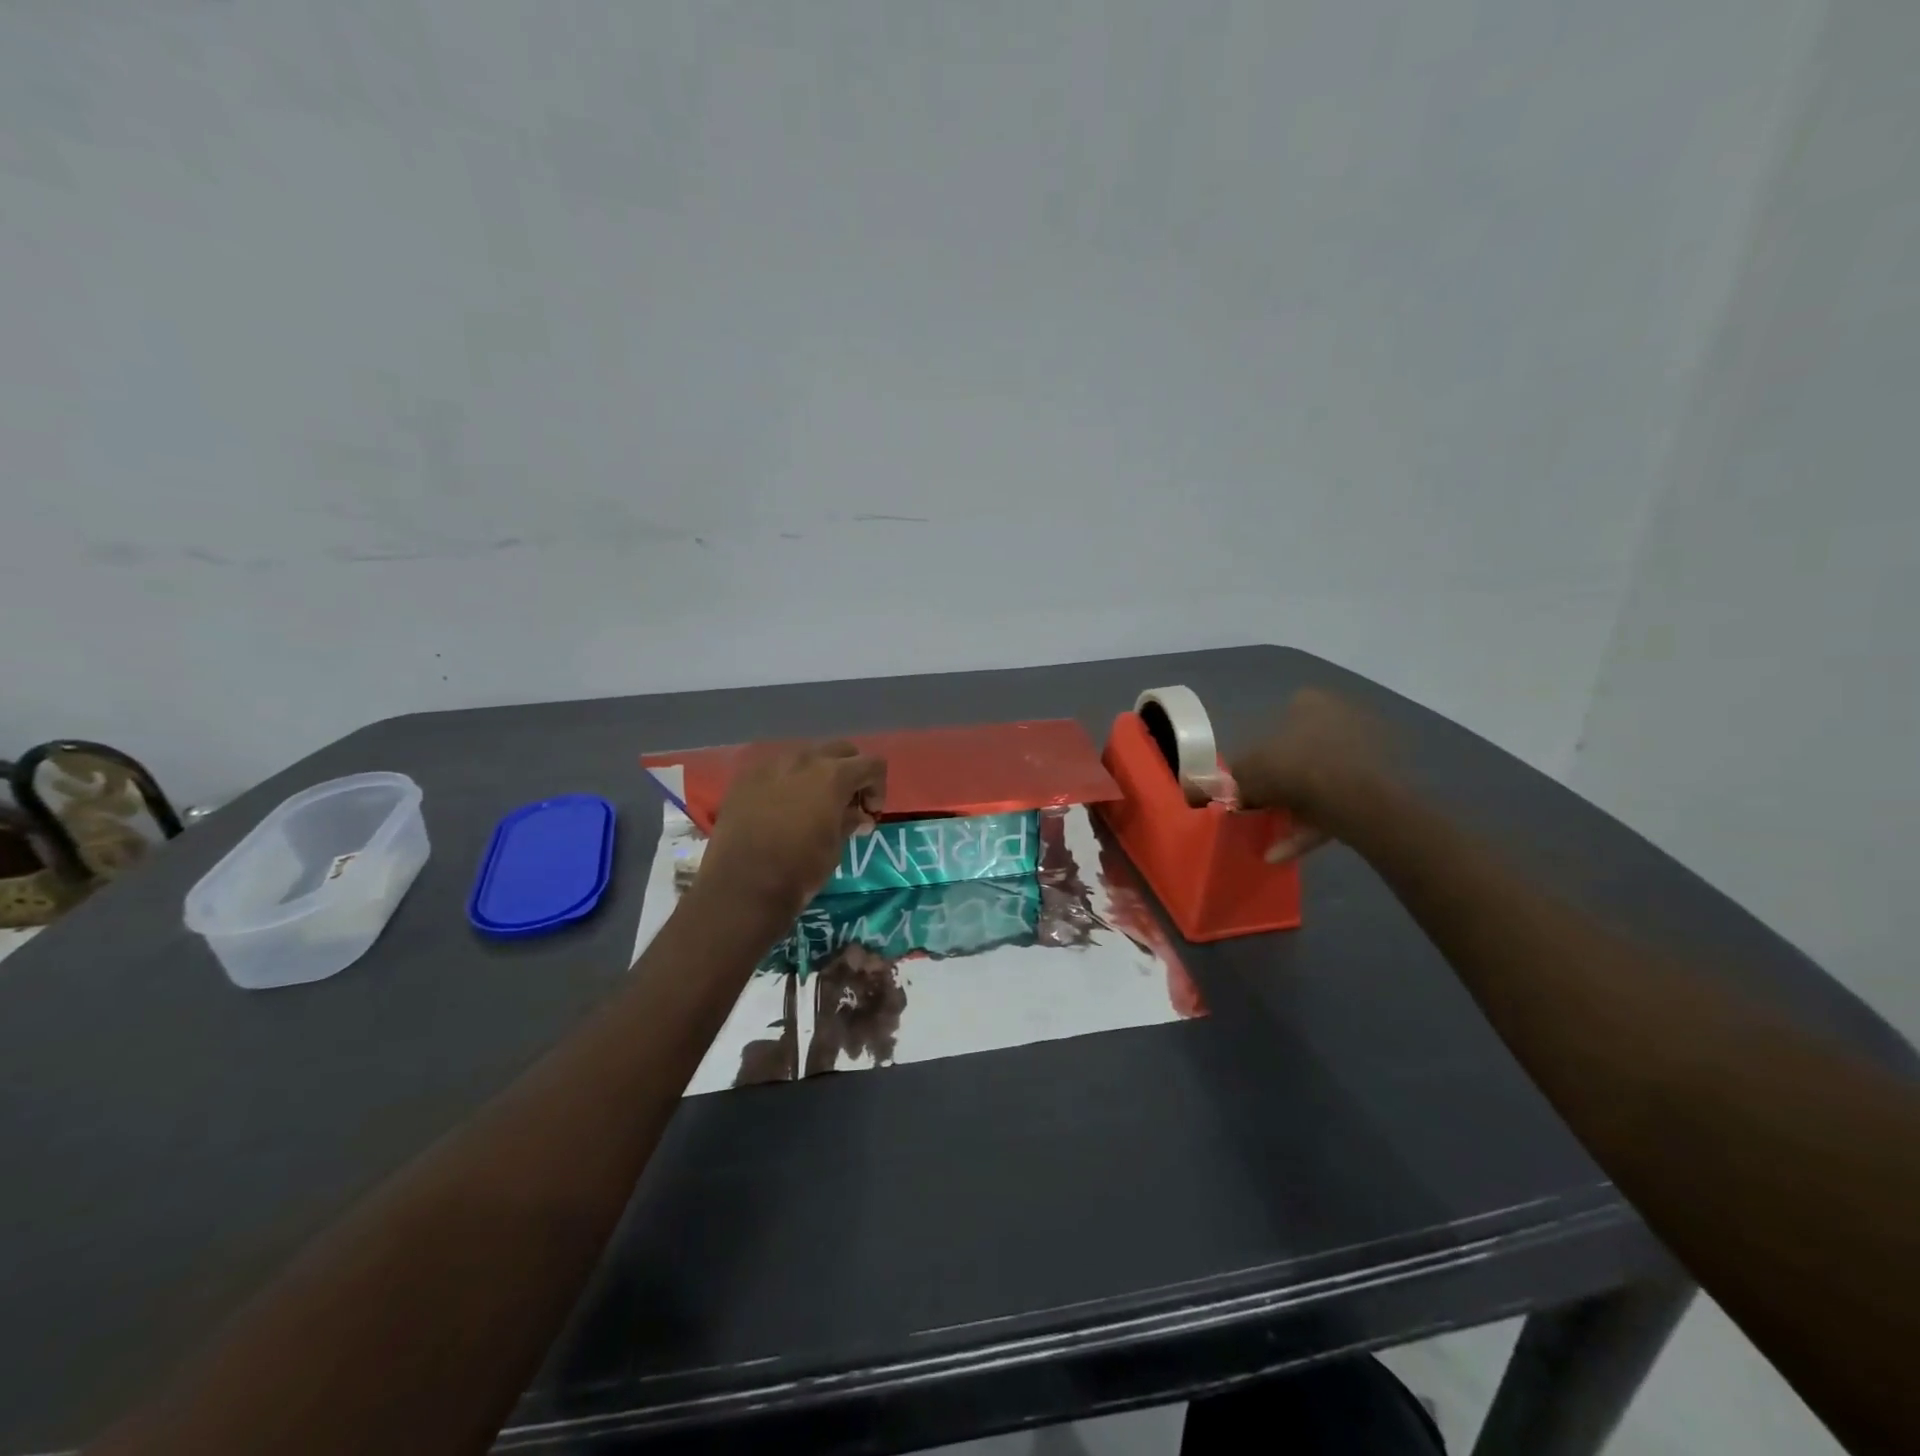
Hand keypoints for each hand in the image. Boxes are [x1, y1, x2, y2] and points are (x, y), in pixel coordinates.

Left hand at [698, 742, 886, 922]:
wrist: (741, 886)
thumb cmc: (799, 869)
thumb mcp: (836, 847)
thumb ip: (850, 821)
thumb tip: (860, 816)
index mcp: (833, 775)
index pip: (872, 764)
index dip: (877, 788)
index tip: (870, 814)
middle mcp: (803, 759)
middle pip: (840, 750)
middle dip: (851, 772)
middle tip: (847, 804)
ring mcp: (771, 765)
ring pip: (806, 755)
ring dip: (818, 773)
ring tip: (813, 804)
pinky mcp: (746, 778)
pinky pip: (776, 769)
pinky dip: (788, 782)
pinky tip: (782, 808)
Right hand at [1230, 689, 1396, 861]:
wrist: (1356, 799)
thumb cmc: (1294, 768)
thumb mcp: (1248, 772)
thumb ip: (1235, 778)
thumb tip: (1229, 789)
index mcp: (1311, 702)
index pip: (1279, 722)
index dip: (1262, 753)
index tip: (1253, 779)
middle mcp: (1343, 717)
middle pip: (1303, 753)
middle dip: (1283, 783)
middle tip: (1264, 807)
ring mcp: (1368, 750)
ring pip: (1322, 782)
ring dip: (1298, 809)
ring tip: (1272, 839)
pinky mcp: (1383, 783)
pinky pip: (1340, 804)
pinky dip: (1314, 826)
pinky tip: (1285, 851)